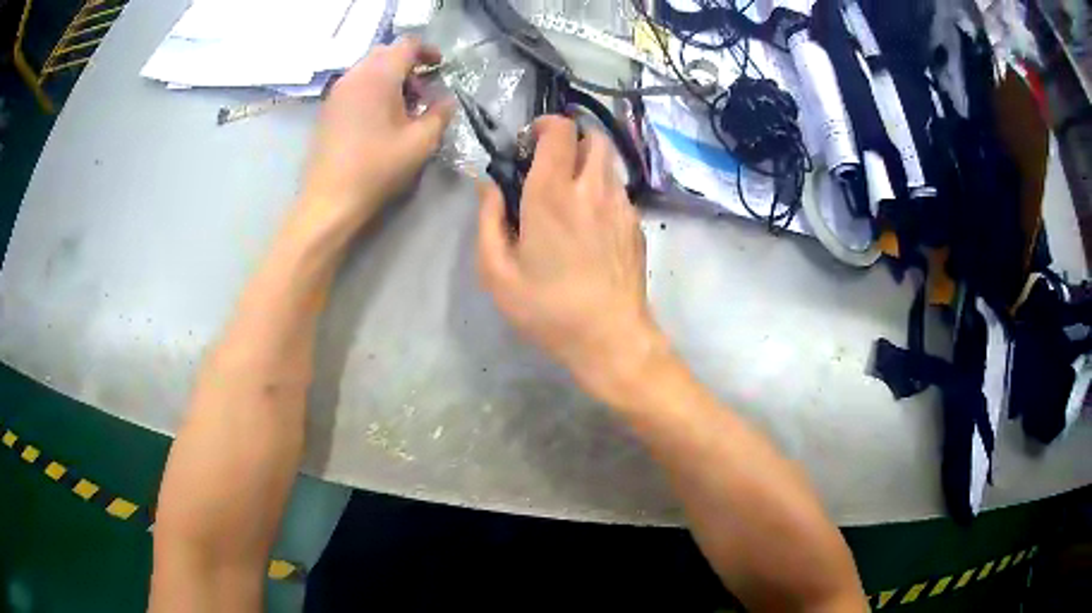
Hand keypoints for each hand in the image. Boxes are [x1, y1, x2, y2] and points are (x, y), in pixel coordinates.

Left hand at [300, 37, 455, 230]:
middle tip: (423, 91)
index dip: (428, 51)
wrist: (330, 200)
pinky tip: (380, 117)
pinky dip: (372, 89)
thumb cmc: (377, 168)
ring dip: (390, 78)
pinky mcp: (328, 109)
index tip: (441, 67)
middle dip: (408, 65)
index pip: (407, 45)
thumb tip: (447, 99)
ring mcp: (337, 92)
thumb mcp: (421, 141)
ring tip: (403, 107)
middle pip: (386, 53)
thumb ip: (441, 113)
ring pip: (368, 68)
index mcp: (379, 76)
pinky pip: (355, 85)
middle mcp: (355, 75)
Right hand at [477, 116, 665, 404]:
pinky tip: (590, 222)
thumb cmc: (548, 309)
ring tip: (569, 193)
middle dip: (571, 139)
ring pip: (609, 162)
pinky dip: (602, 189)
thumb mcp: (497, 273)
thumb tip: (488, 187)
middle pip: (593, 137)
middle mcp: (592, 188)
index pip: (560, 130)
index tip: (528, 143)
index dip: (544, 125)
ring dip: (588, 163)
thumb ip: (487, 221)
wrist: (611, 338)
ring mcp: (621, 205)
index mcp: (552, 193)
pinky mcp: (636, 224)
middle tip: (549, 164)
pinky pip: (619, 189)